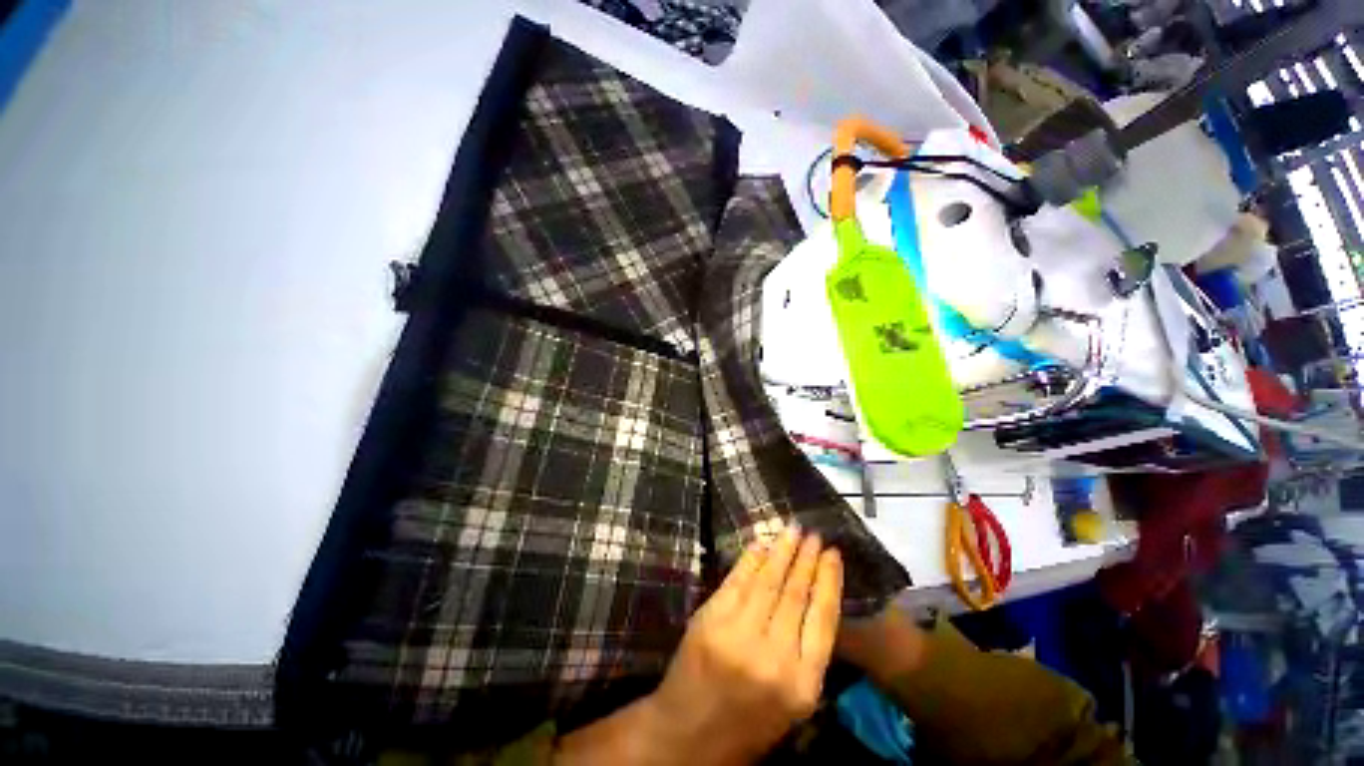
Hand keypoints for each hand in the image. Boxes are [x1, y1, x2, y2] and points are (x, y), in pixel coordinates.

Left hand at [648, 526, 842, 764]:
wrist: (688, 737)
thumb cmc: (747, 725)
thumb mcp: (792, 704)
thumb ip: (807, 656)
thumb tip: (815, 600)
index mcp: (803, 684)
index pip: (823, 619)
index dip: (830, 581)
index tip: (834, 554)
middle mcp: (775, 656)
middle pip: (796, 594)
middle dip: (807, 559)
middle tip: (814, 534)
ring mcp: (739, 633)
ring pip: (768, 581)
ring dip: (782, 551)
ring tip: (793, 529)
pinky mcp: (711, 619)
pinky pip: (737, 581)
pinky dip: (750, 559)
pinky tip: (761, 544)